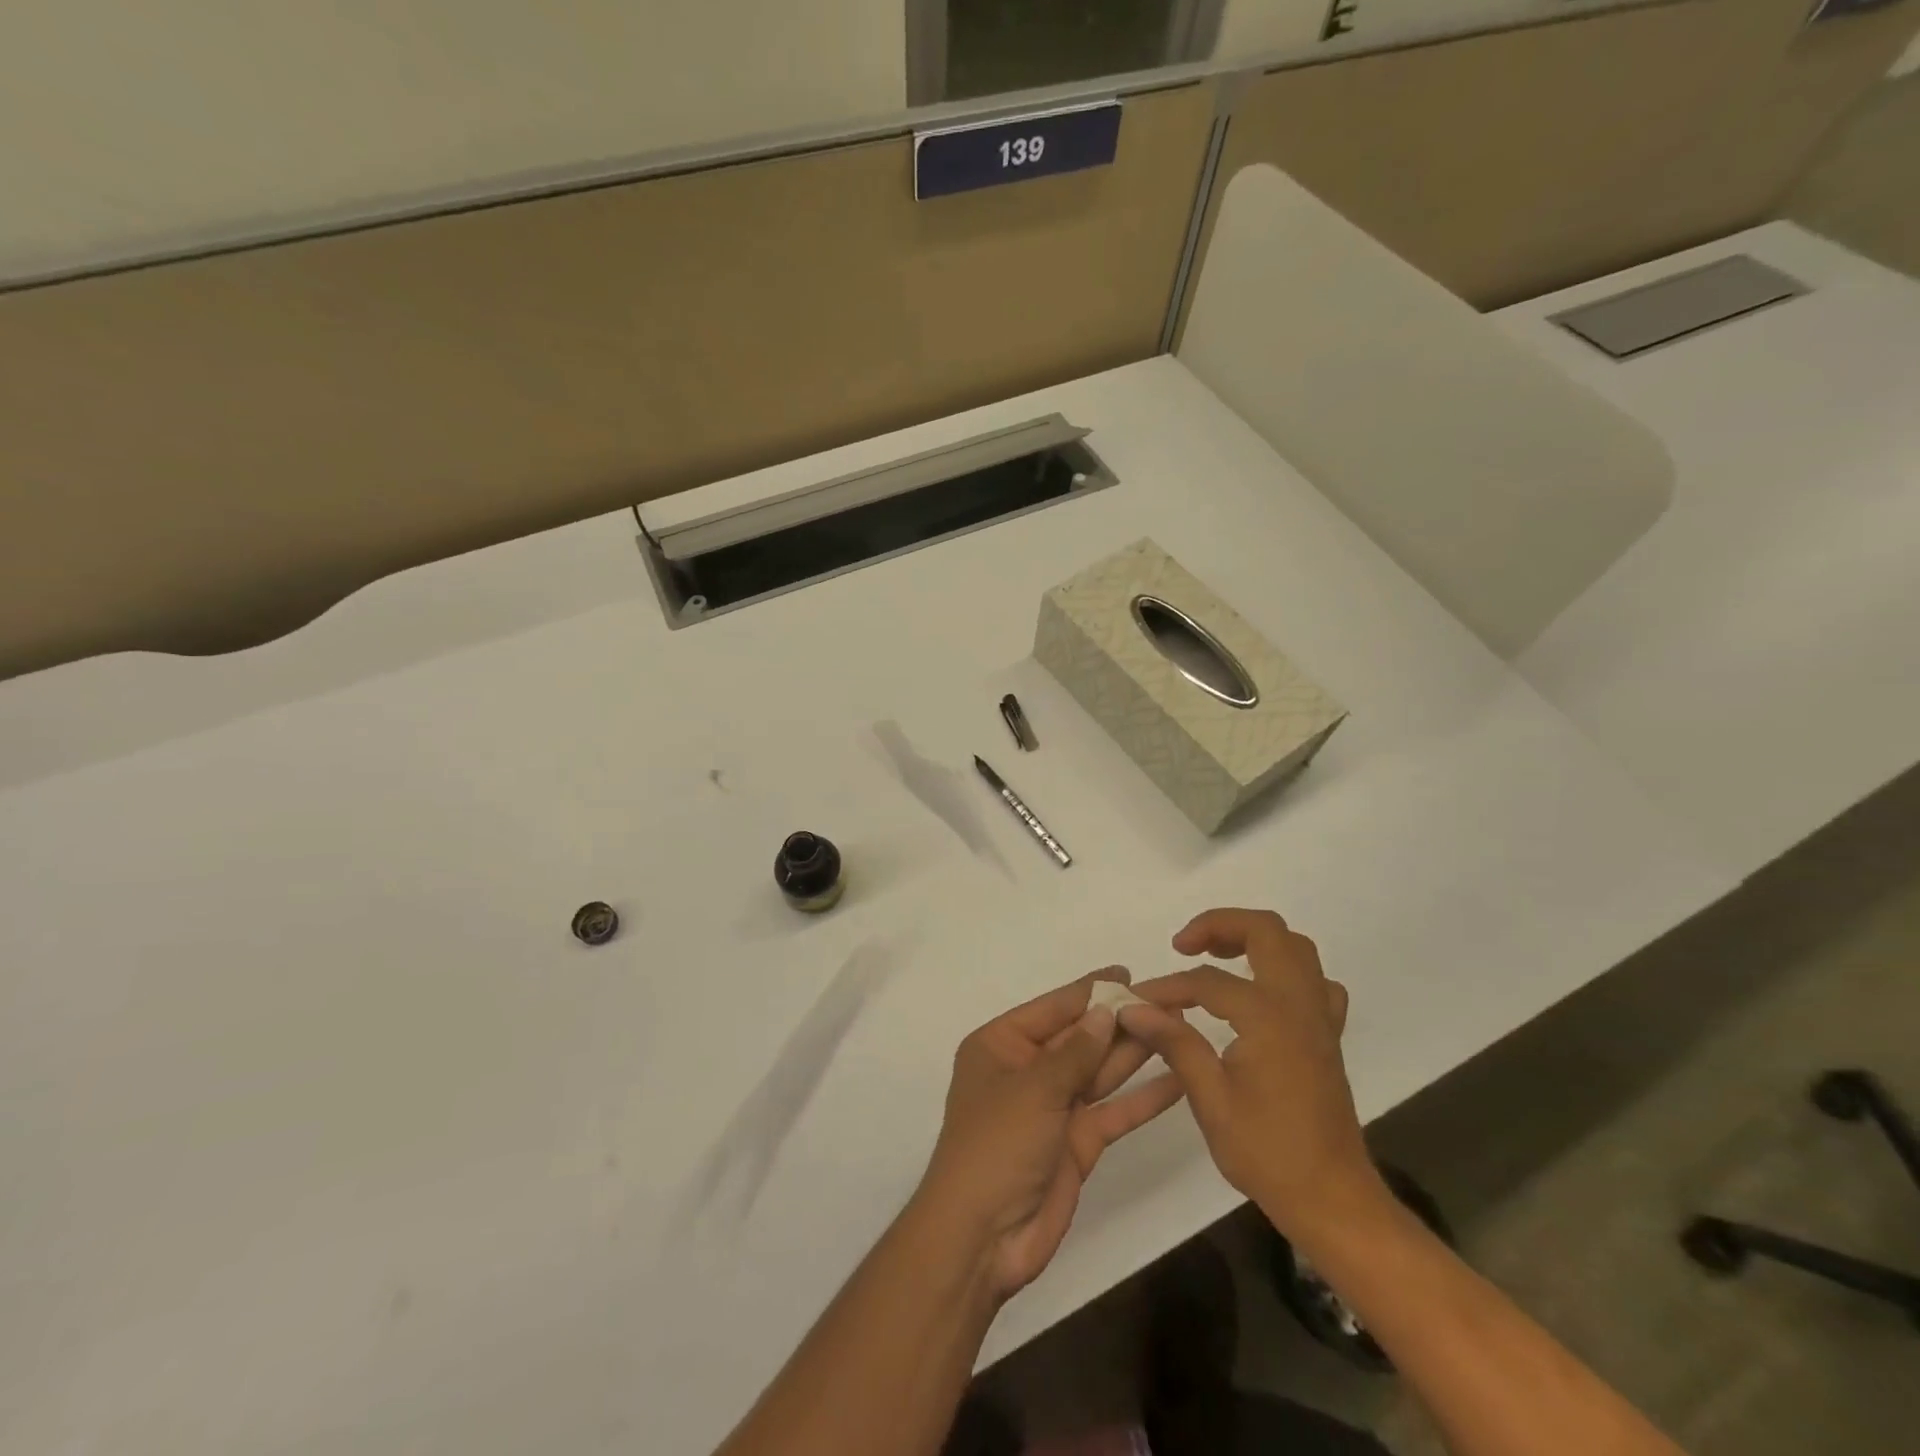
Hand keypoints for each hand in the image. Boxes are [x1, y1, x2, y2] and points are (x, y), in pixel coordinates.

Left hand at [917, 970, 1184, 1298]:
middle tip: (1166, 999)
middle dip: (1119, 1021)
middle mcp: (1027, 1070)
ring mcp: (1054, 1107)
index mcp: (1001, 1045)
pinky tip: (1178, 1081)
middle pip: (1080, 1038)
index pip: (1052, 1009)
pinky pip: (1113, 1111)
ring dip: (1135, 1052)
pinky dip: (1142, 1099)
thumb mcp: (1034, 1089)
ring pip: (1100, 1071)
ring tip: (1178, 1028)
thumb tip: (1105, 1011)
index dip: (1089, 991)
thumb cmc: (996, 1145)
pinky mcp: (1077, 1142)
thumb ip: (1076, 1052)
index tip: (1126, 972)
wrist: (983, 1238)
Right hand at [1120, 908, 1383, 1239]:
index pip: (1207, 981)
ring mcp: (1319, 1018)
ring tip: (1214, 955)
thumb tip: (1134, 1008)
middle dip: (1220, 925)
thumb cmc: (1268, 1153)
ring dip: (1253, 939)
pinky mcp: (1327, 1035)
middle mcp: (1298, 1004)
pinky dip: (1285, 970)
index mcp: (1268, 1017)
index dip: (1167, 988)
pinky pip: (1315, 981)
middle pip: (1266, 932)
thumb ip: (1175, 1043)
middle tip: (1183, 944)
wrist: (1333, 1199)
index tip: (1137, 1002)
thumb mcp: (1211, 1099)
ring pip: (1295, 947)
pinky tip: (1260, 991)